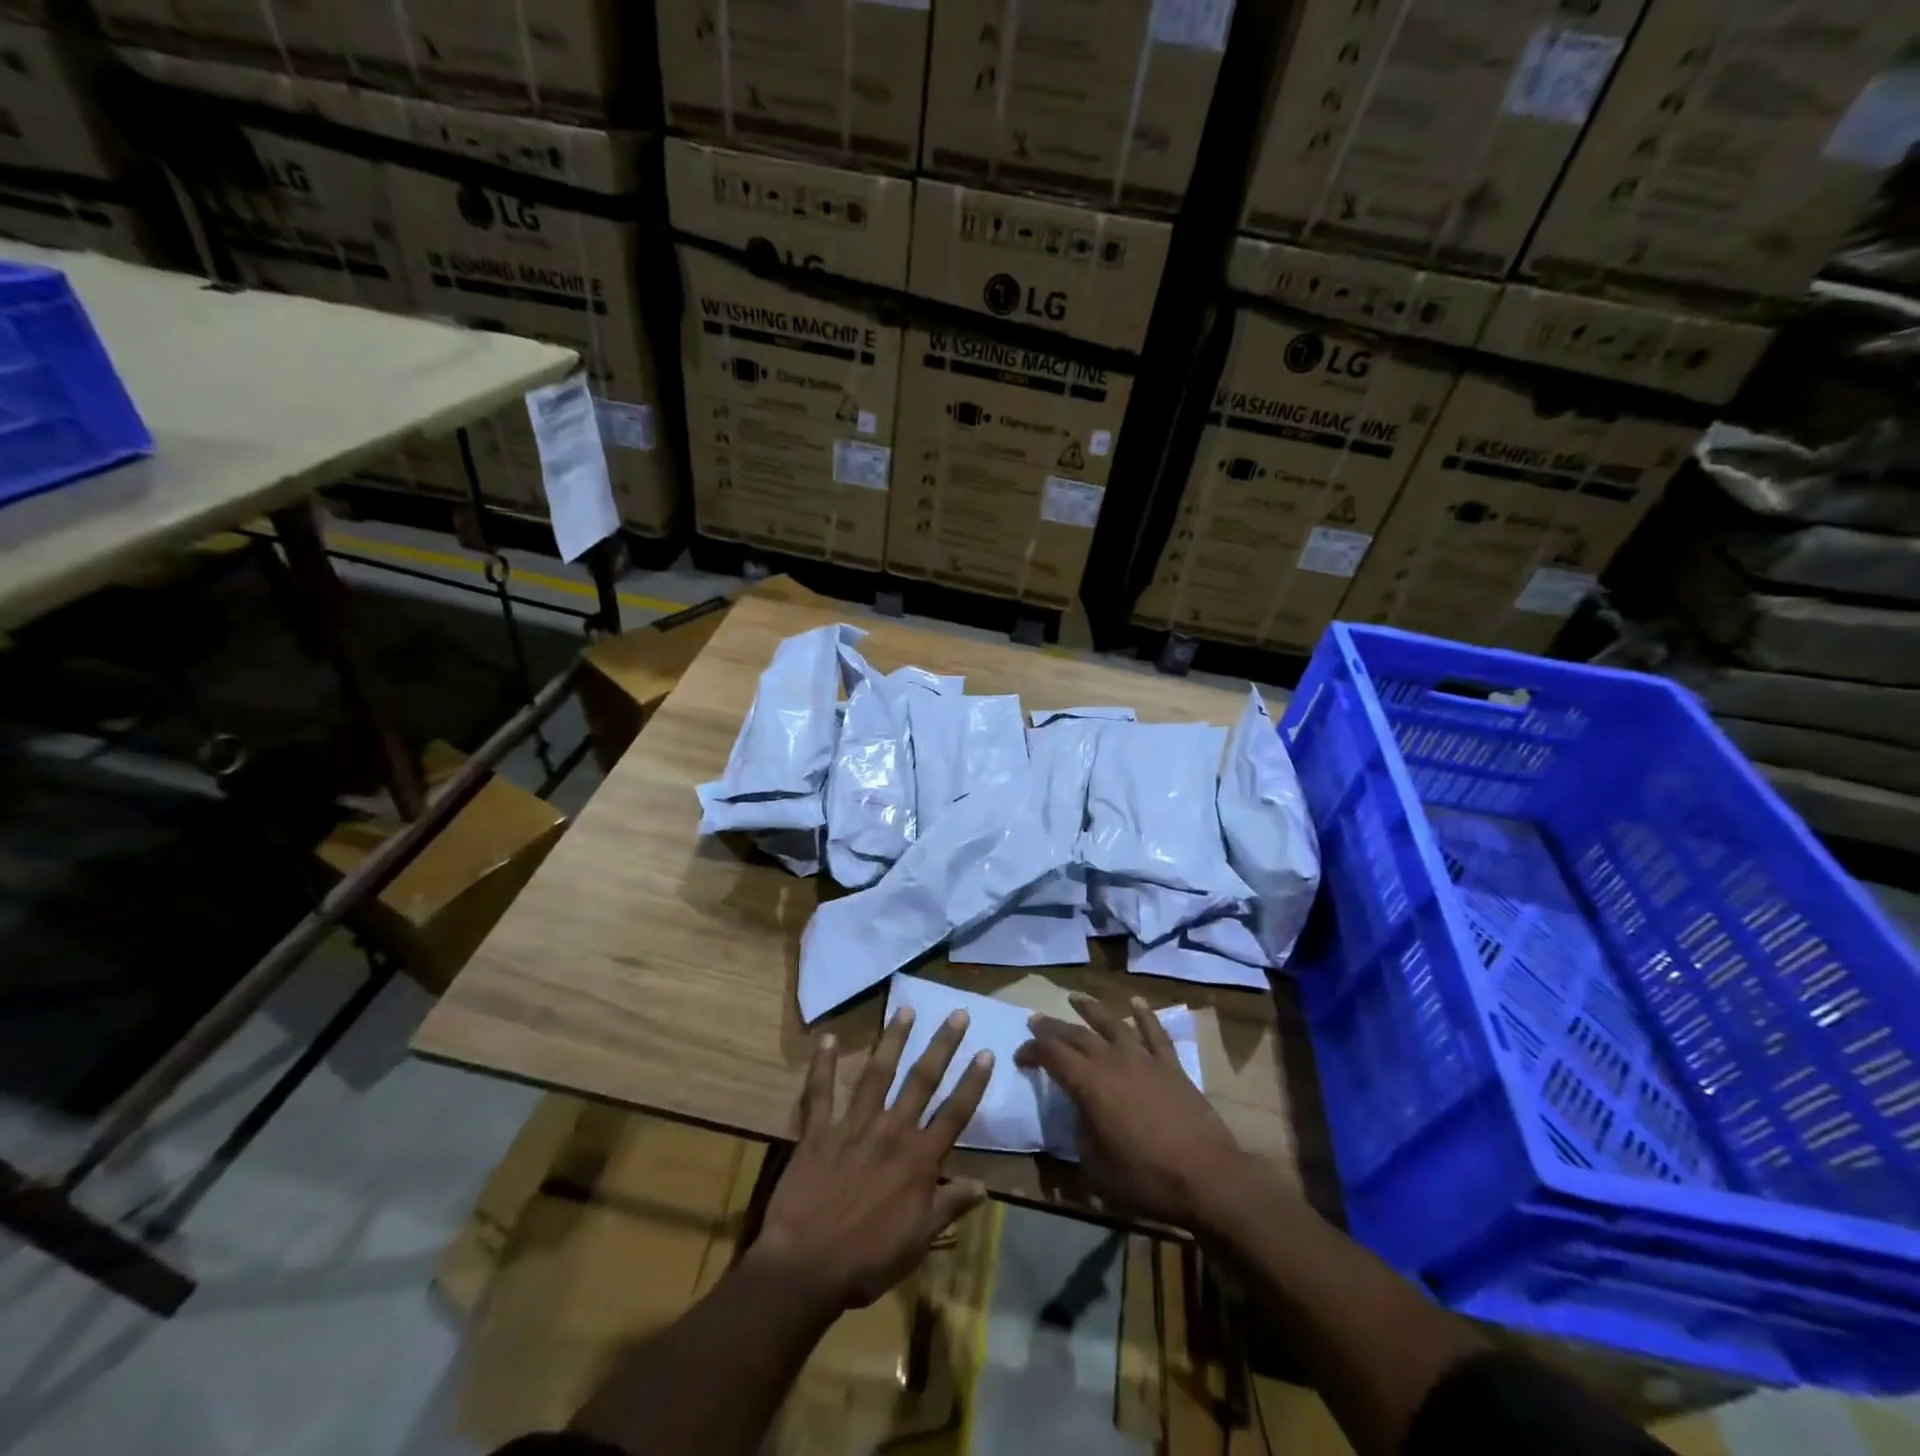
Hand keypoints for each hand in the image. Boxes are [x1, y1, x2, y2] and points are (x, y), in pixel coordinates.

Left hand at [752, 1005, 992, 1312]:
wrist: (806, 1267)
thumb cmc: (868, 1260)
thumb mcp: (918, 1240)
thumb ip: (949, 1207)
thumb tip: (985, 1187)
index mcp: (919, 1159)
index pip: (954, 1112)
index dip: (972, 1082)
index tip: (986, 1052)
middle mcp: (891, 1131)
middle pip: (922, 1080)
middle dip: (942, 1045)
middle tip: (956, 1014)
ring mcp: (853, 1126)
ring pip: (877, 1073)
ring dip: (892, 1039)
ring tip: (904, 1008)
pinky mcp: (819, 1131)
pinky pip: (820, 1092)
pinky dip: (822, 1065)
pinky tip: (826, 1037)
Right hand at [1016, 992, 1251, 1230]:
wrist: (1207, 1178)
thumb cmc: (1146, 1179)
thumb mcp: (1096, 1167)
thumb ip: (1080, 1134)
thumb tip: (1079, 1114)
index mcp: (1089, 1084)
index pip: (1052, 1055)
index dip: (1032, 1051)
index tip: (1020, 1056)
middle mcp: (1113, 1061)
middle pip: (1076, 1035)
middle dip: (1052, 1027)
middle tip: (1035, 1021)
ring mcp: (1144, 1059)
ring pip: (1112, 1023)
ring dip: (1090, 1009)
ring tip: (1074, 997)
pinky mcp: (1171, 1065)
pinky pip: (1155, 1032)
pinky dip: (1144, 1015)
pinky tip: (1136, 1003)